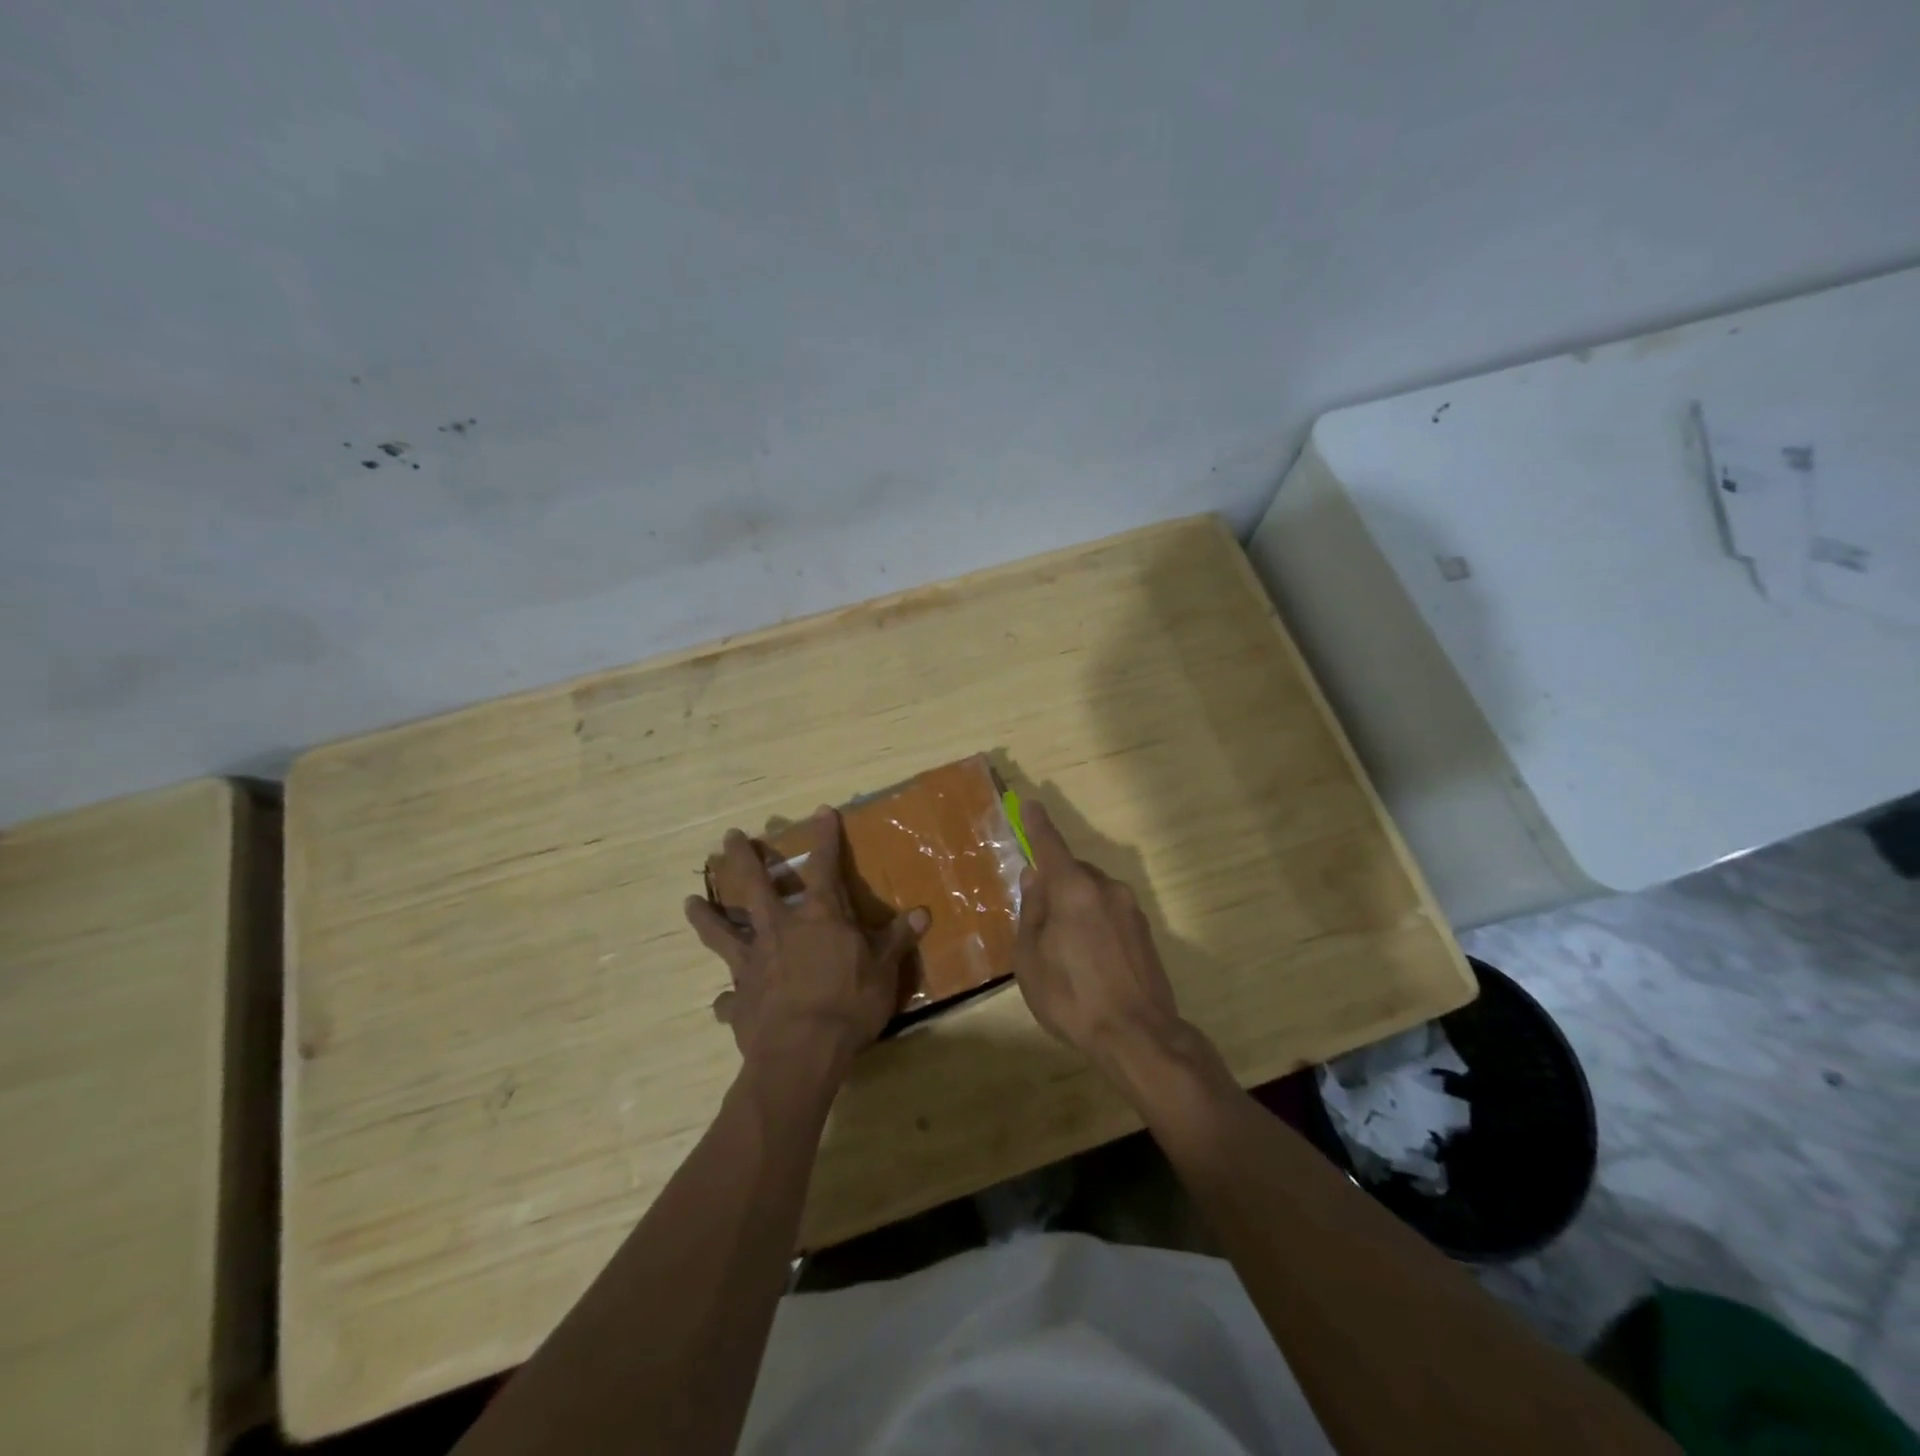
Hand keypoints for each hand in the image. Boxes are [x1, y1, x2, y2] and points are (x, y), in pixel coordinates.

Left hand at [685, 807, 928, 1070]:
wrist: (802, 1053)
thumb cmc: (849, 1004)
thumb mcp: (884, 970)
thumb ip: (897, 939)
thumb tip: (923, 912)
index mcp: (818, 917)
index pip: (824, 866)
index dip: (825, 837)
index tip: (821, 811)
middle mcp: (779, 930)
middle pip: (754, 886)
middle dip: (742, 859)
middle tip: (728, 837)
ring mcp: (752, 963)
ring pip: (722, 932)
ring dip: (706, 916)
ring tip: (689, 902)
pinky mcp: (738, 1000)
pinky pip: (727, 997)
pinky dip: (726, 999)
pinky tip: (722, 1002)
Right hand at [1011, 798, 1182, 1073]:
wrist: (1137, 1035)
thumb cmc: (1071, 996)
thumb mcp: (1031, 957)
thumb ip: (1032, 911)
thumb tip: (1034, 878)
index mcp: (1073, 889)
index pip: (1050, 846)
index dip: (1038, 825)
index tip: (1031, 804)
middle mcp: (1106, 888)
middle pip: (1073, 873)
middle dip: (1055, 885)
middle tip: (1039, 919)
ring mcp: (1130, 909)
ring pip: (1093, 894)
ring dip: (1077, 907)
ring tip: (1065, 950)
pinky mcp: (1145, 931)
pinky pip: (1110, 913)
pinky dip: (1095, 923)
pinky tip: (1090, 960)